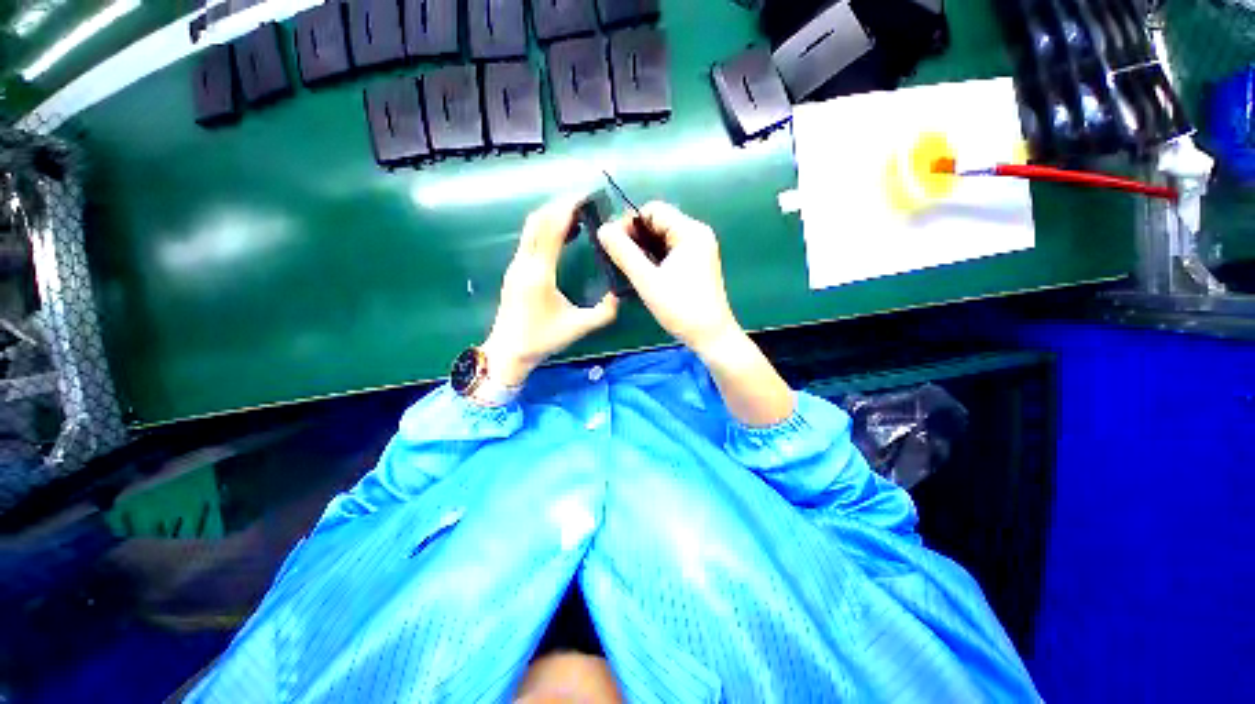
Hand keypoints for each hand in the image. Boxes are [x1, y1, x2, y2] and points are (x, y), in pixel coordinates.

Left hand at [482, 198, 618, 386]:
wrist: (508, 351)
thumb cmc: (542, 340)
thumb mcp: (578, 327)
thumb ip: (603, 313)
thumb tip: (619, 296)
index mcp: (539, 273)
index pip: (551, 229)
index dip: (567, 209)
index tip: (586, 198)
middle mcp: (524, 263)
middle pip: (538, 220)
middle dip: (560, 206)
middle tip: (584, 203)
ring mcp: (516, 265)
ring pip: (532, 228)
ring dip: (552, 216)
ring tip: (577, 215)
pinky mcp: (515, 271)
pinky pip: (530, 240)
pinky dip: (546, 229)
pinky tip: (563, 235)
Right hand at [596, 202, 741, 358]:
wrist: (711, 337)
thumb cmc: (681, 308)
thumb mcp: (648, 280)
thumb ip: (624, 253)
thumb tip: (603, 229)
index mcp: (690, 232)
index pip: (653, 210)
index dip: (629, 222)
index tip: (612, 242)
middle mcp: (697, 235)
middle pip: (658, 223)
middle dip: (635, 237)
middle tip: (616, 257)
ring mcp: (698, 251)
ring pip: (662, 239)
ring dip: (643, 249)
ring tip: (625, 266)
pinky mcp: (696, 265)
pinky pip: (670, 252)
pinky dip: (654, 259)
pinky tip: (641, 272)